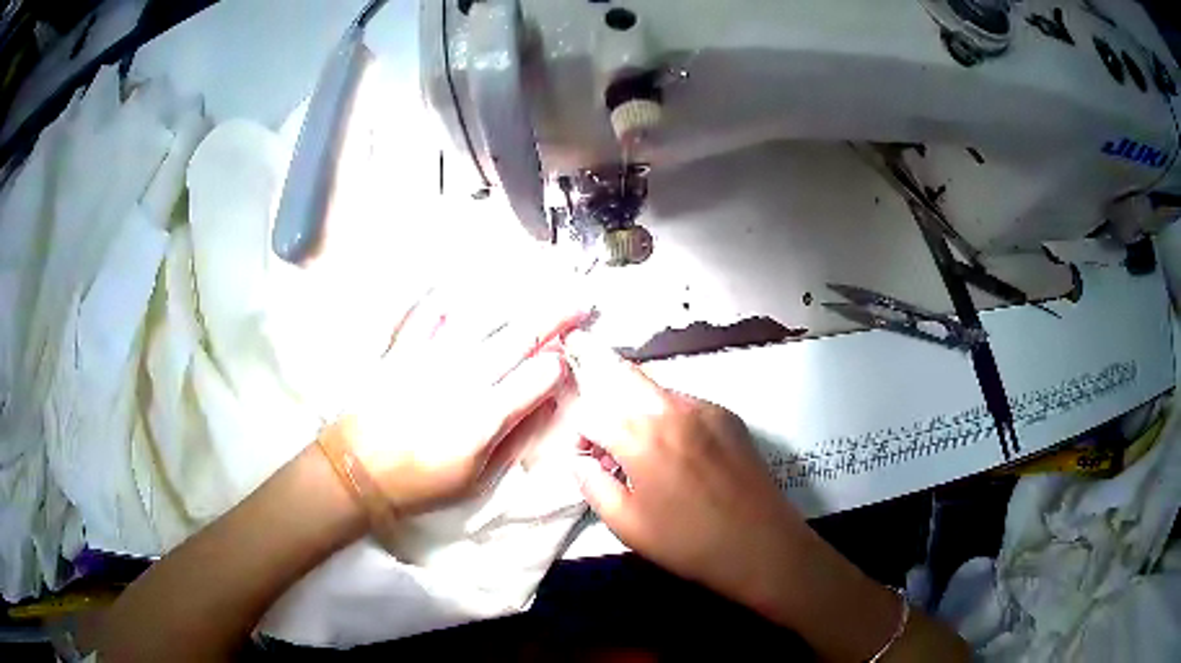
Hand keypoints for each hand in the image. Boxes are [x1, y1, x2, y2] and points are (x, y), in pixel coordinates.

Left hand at [333, 288, 585, 515]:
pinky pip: (428, 312)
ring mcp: (432, 357)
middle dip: (555, 316)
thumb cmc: (420, 482)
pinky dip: (447, 296)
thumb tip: (544, 408)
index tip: (570, 357)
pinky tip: (464, 286)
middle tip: (578, 299)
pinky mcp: (404, 348)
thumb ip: (512, 440)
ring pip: (481, 316)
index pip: (537, 377)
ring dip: (514, 296)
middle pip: (519, 337)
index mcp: (485, 416)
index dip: (560, 363)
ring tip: (536, 279)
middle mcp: (464, 378)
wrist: (358, 470)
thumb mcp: (475, 479)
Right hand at [564, 331, 808, 607]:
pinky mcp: (729, 416)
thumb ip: (592, 485)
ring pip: (656, 391)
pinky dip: (671, 419)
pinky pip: (686, 404)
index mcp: (640, 435)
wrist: (761, 544)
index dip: (581, 436)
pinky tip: (683, 456)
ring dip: (639, 412)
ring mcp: (705, 407)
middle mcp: (671, 408)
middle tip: (613, 445)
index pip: (591, 412)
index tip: (590, 461)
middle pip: (624, 379)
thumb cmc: (687, 541)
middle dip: (608, 405)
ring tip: (648, 454)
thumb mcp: (626, 524)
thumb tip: (580, 460)